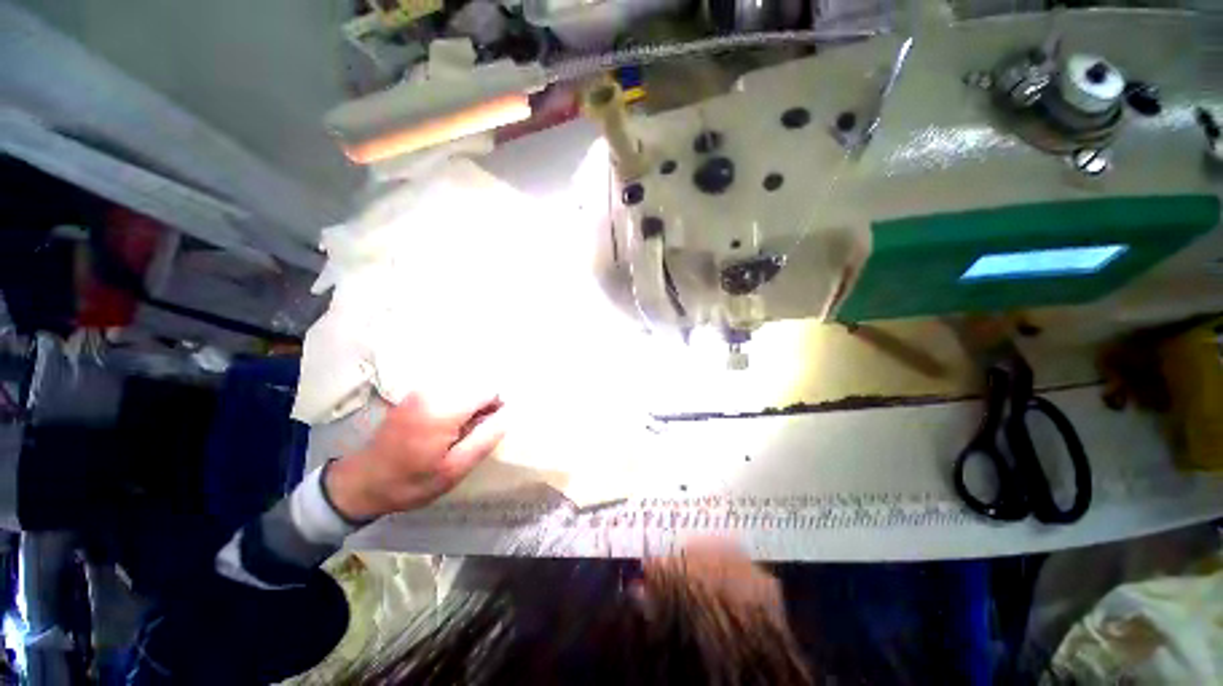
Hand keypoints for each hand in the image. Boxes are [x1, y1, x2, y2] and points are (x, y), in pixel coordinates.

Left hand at [325, 392, 506, 520]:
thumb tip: (509, 414)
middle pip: (477, 384)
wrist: (362, 482)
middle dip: (485, 403)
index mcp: (443, 410)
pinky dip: (459, 402)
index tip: (491, 426)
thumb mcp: (454, 469)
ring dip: (472, 403)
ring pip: (466, 385)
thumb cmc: (411, 481)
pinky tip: (449, 424)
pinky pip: (451, 389)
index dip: (498, 405)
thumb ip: (485, 438)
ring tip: (463, 429)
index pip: (488, 390)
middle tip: (477, 430)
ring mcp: (421, 390)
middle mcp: (432, 391)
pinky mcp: (416, 393)